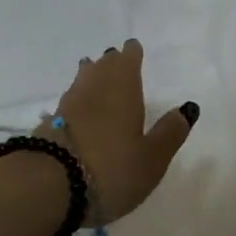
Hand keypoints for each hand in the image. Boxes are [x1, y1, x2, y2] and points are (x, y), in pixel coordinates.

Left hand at [42, 39, 198, 222]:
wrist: (47, 187)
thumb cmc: (111, 169)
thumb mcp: (152, 158)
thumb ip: (170, 133)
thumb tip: (187, 108)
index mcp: (122, 88)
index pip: (128, 59)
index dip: (132, 53)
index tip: (133, 48)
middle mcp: (93, 88)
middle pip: (102, 66)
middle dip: (111, 62)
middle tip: (116, 60)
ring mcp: (67, 105)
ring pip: (82, 81)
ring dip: (91, 76)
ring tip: (94, 74)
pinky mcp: (49, 125)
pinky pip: (69, 103)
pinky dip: (77, 101)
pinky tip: (77, 110)